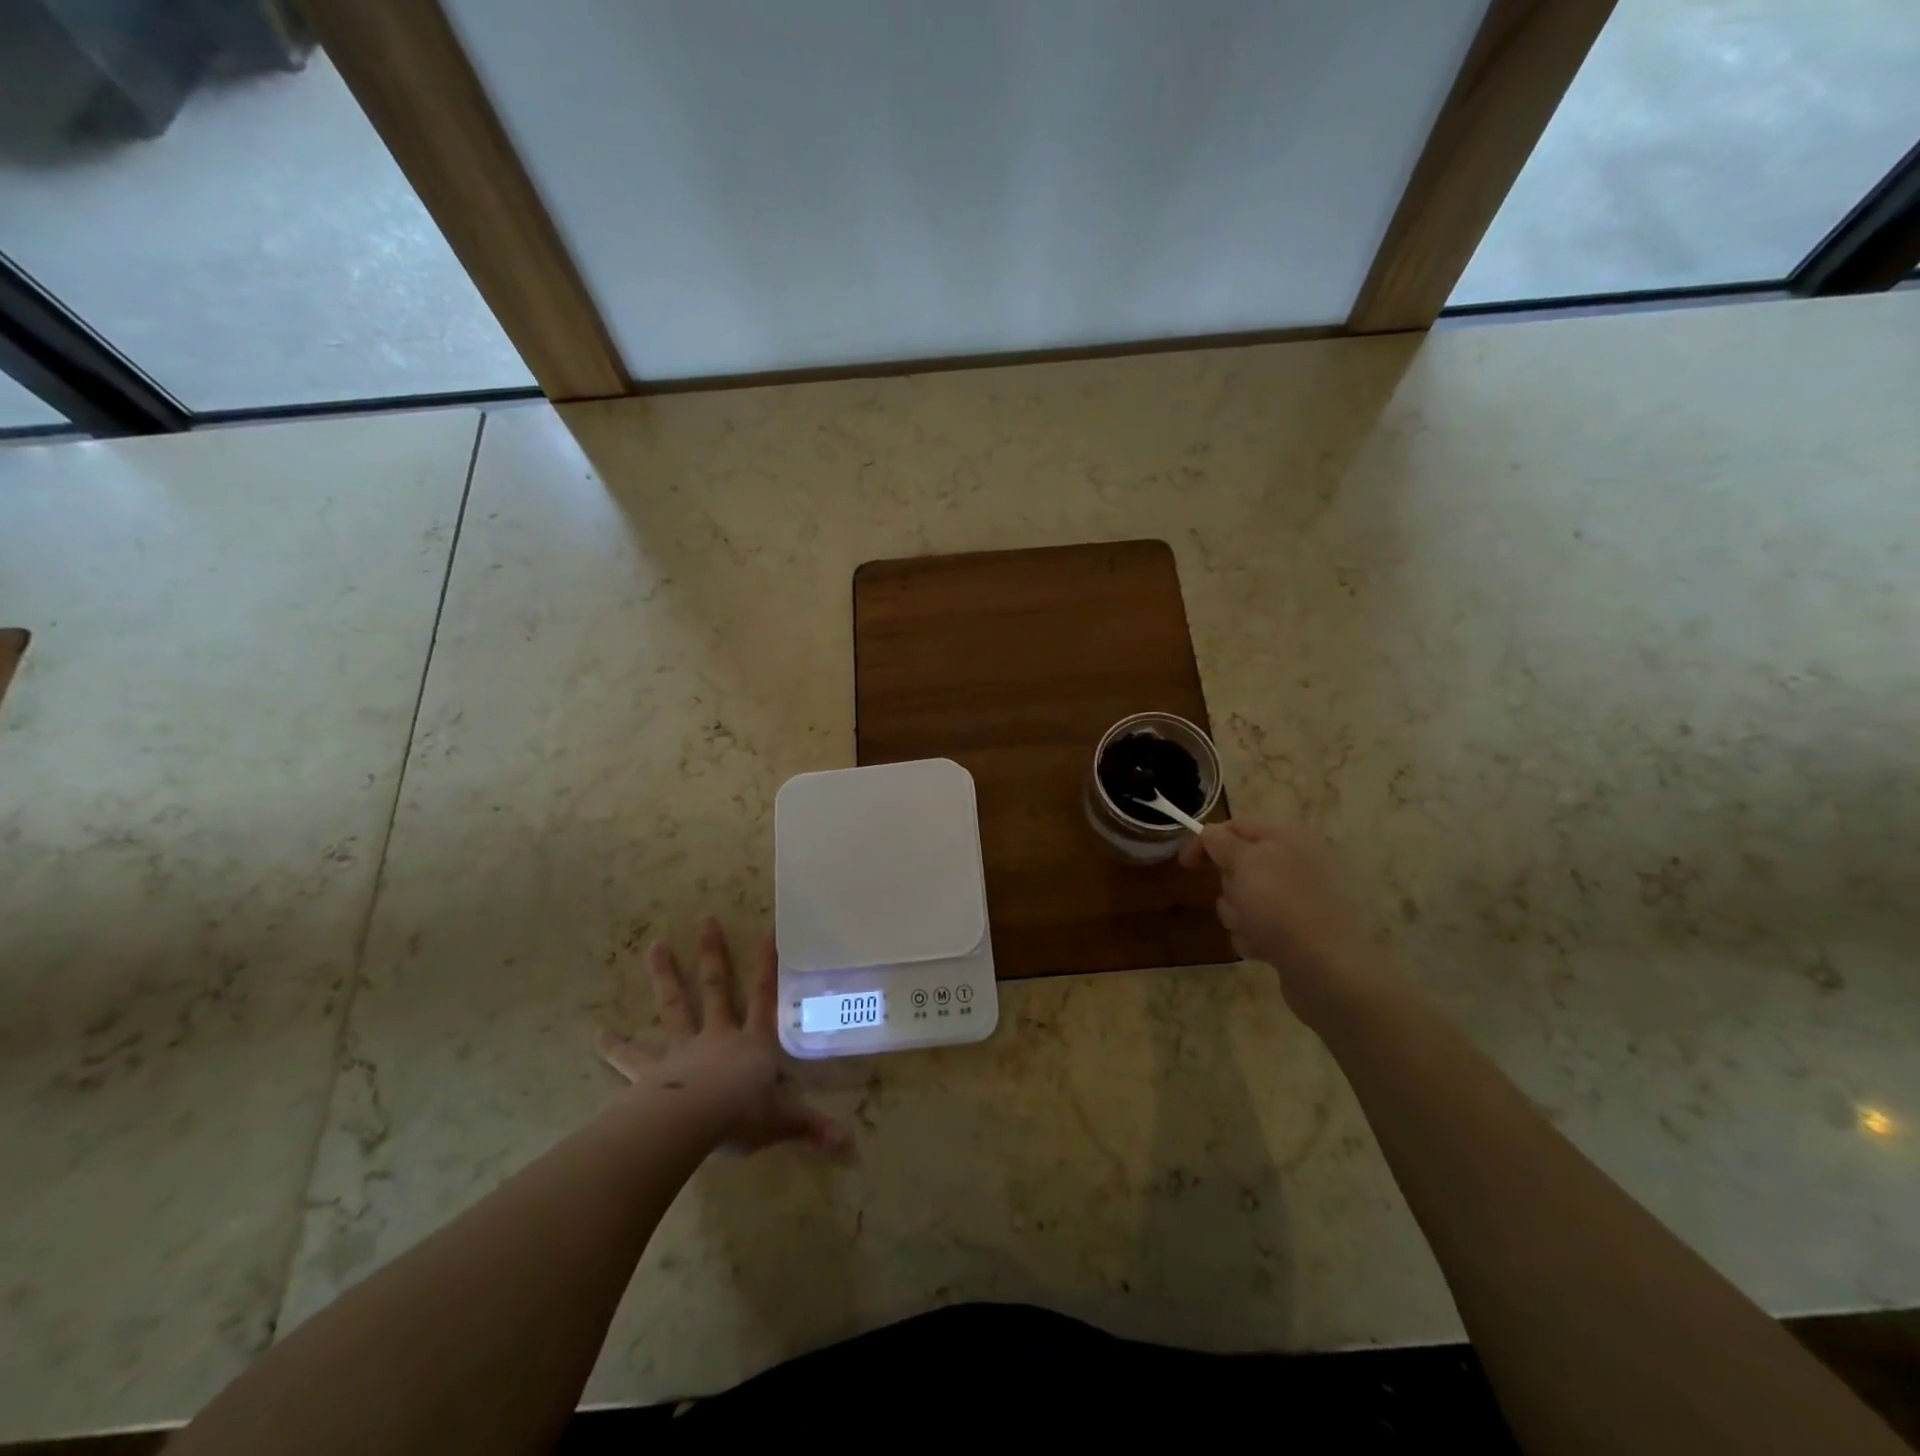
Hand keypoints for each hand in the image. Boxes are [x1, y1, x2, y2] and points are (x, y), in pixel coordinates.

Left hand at [597, 916, 847, 1154]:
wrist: (692, 1124)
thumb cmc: (743, 1115)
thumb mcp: (784, 1121)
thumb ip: (813, 1127)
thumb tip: (851, 1144)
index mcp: (753, 1042)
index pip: (765, 995)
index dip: (768, 963)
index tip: (768, 928)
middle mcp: (718, 1036)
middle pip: (716, 987)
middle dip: (713, 953)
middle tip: (705, 918)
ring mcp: (683, 1050)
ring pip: (674, 1006)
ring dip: (665, 975)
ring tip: (654, 944)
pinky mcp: (651, 1072)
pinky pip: (631, 1057)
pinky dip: (614, 1045)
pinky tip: (595, 1032)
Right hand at [1179, 819, 1388, 1024]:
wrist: (1326, 969)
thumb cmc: (1282, 905)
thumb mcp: (1245, 861)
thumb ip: (1221, 842)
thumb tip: (1209, 832)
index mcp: (1288, 837)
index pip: (1236, 826)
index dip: (1206, 841)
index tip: (1185, 864)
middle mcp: (1295, 863)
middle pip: (1237, 865)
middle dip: (1228, 884)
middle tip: (1240, 897)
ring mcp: (1297, 900)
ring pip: (1242, 899)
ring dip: (1237, 915)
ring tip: (1255, 929)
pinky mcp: (1294, 933)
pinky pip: (1256, 928)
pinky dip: (1253, 938)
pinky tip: (1265, 949)